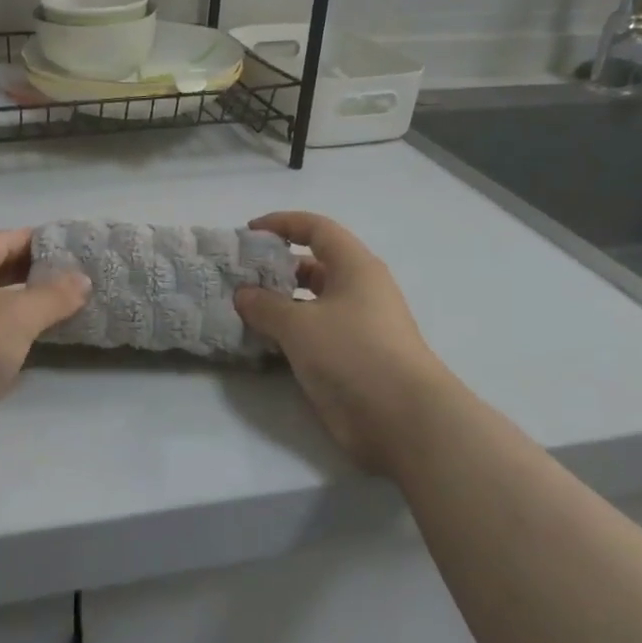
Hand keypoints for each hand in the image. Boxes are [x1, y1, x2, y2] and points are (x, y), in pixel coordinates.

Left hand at [0, 229, 90, 473]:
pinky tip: (43, 334)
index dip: (40, 242)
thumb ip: (55, 294)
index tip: (77, 248)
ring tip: (69, 303)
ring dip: (28, 302)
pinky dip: (15, 327)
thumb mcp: (18, 316)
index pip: (2, 240)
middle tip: (78, 276)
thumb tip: (84, 279)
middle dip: (36, 272)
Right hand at [234, 212, 453, 472]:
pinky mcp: (351, 357)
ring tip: (241, 310)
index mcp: (355, 267)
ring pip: (311, 302)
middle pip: (313, 265)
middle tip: (238, 277)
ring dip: (278, 303)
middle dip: (275, 267)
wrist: (403, 419)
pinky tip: (260, 341)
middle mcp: (358, 289)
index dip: (282, 223)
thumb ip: (265, 305)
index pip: (316, 228)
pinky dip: (287, 332)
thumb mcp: (299, 325)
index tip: (249, 232)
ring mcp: (356, 325)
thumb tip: (242, 295)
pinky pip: (313, 332)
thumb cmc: (353, 354)